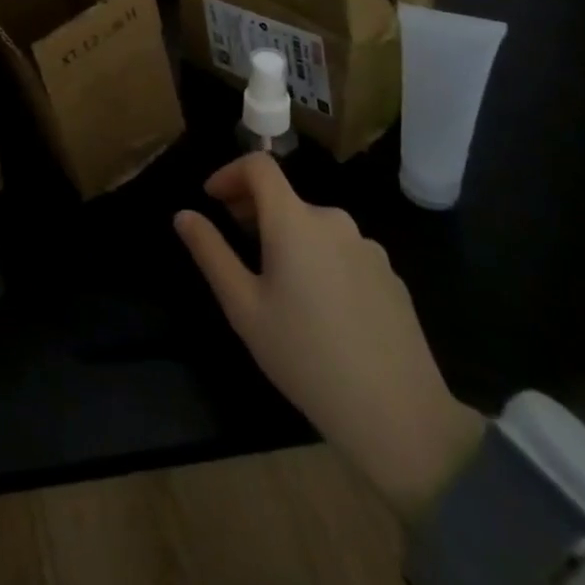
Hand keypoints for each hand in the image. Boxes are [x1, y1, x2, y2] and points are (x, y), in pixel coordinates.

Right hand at [175, 154, 483, 522]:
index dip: (229, 173)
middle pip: (286, 198)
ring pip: (315, 227)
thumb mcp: (243, 307)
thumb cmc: (306, 357)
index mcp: (294, 220)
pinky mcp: (392, 278)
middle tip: (238, 247)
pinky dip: (321, 261)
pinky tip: (321, 309)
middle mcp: (333, 221)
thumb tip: (183, 215)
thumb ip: (211, 253)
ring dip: (289, 238)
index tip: (212, 200)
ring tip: (279, 285)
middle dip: (254, 210)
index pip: (259, 166)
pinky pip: (343, 253)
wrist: (401, 418)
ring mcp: (368, 249)